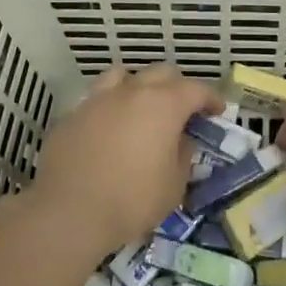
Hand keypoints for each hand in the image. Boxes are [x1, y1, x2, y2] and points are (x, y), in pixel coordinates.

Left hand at [30, 64, 222, 257]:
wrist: (68, 212)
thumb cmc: (131, 201)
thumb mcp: (174, 186)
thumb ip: (183, 156)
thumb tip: (182, 140)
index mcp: (163, 105)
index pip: (196, 89)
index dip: (211, 98)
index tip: (217, 111)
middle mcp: (131, 92)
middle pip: (161, 73)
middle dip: (177, 88)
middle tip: (183, 111)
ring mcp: (98, 99)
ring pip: (124, 76)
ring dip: (139, 87)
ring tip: (142, 109)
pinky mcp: (72, 114)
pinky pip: (97, 100)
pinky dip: (110, 107)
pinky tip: (109, 131)